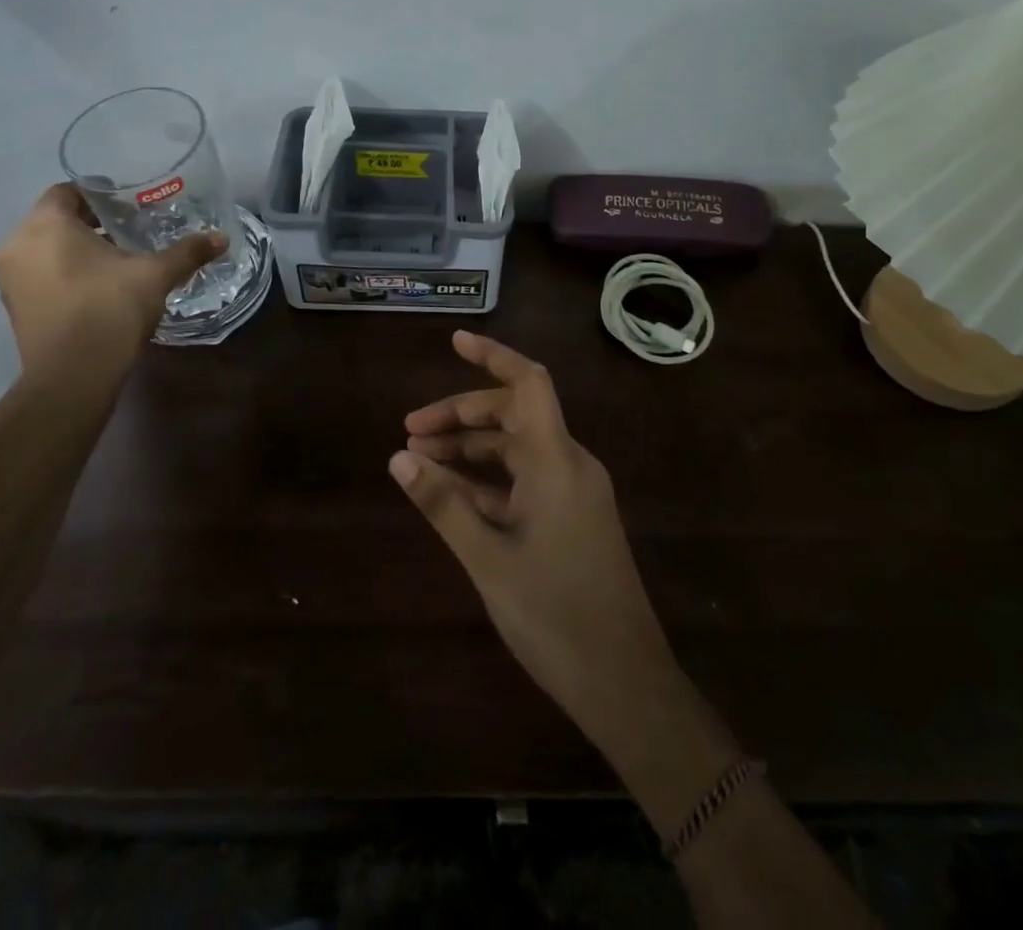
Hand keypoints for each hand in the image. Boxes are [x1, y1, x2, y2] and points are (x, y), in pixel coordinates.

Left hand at [0, 183, 225, 368]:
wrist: (73, 376)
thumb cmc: (108, 309)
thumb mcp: (155, 275)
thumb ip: (186, 252)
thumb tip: (221, 237)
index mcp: (45, 225)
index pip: (67, 191)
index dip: (100, 194)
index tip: (130, 204)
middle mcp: (18, 246)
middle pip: (56, 220)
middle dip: (93, 224)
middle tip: (132, 229)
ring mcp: (11, 280)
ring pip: (47, 250)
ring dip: (79, 251)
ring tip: (121, 261)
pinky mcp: (16, 308)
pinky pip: (42, 275)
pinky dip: (68, 274)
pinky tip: (102, 288)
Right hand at [393, 332, 679, 750]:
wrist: (625, 682)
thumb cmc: (554, 614)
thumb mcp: (487, 558)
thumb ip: (443, 503)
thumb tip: (398, 458)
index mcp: (555, 459)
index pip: (527, 382)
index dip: (492, 355)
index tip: (454, 341)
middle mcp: (571, 463)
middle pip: (514, 414)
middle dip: (462, 415)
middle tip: (411, 430)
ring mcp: (576, 491)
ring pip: (519, 448)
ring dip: (473, 449)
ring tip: (421, 460)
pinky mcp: (576, 517)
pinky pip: (529, 479)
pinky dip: (492, 479)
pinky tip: (455, 493)